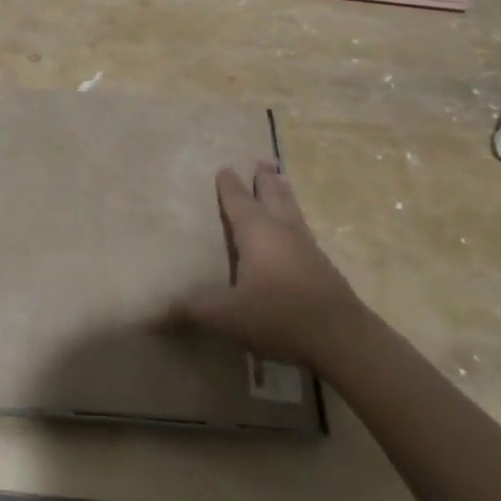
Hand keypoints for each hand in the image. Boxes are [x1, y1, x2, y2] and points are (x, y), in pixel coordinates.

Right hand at [170, 161, 363, 367]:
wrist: (343, 339)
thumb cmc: (279, 315)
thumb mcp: (227, 315)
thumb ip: (193, 310)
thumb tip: (157, 313)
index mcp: (256, 232)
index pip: (238, 201)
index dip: (229, 185)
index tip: (224, 168)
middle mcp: (282, 231)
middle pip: (272, 196)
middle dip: (264, 179)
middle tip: (263, 161)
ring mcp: (307, 248)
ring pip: (292, 211)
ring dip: (284, 194)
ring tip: (283, 181)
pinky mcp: (323, 268)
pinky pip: (303, 232)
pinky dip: (295, 221)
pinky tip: (297, 232)